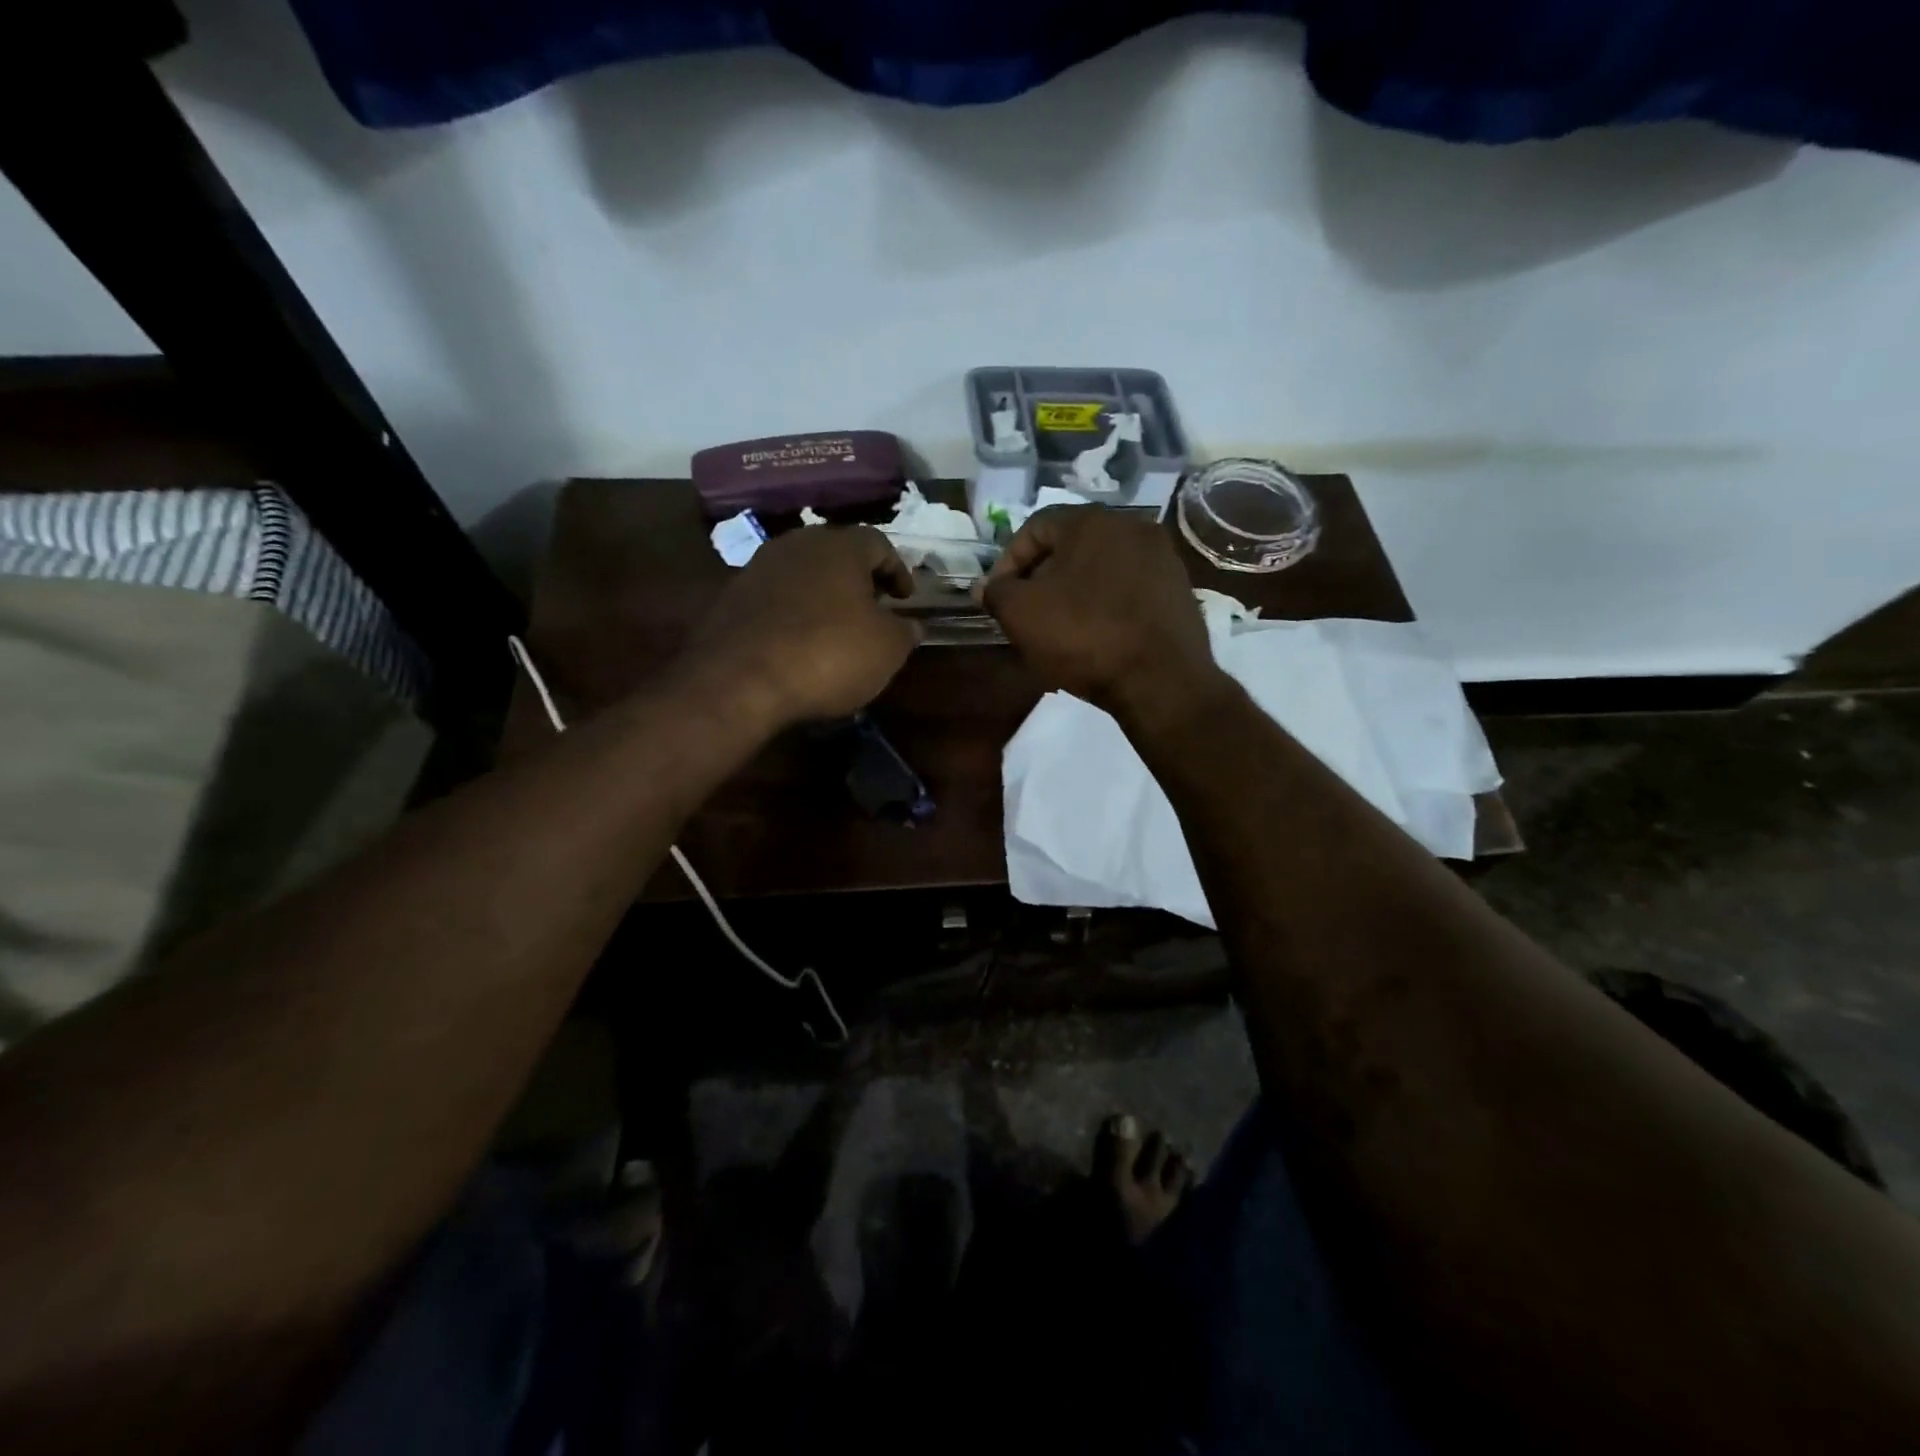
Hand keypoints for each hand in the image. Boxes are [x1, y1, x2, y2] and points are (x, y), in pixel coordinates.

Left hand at [690, 525, 919, 726]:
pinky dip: (795, 614)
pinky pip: (777, 598)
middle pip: (837, 554)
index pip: (879, 544)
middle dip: (859, 580)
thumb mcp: (887, 649)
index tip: (905, 599)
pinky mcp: (733, 598)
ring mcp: (759, 568)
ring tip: (837, 628)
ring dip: (824, 596)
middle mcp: (797, 545)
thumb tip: (910, 625)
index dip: (898, 571)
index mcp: (840, 546)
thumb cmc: (829, 655)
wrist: (740, 680)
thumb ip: (905, 631)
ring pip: (804, 574)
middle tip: (874, 609)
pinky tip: (801, 643)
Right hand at [980, 506, 1217, 718]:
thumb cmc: (1083, 636)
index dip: (1008, 561)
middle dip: (1042, 577)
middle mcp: (1132, 527)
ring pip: (1101, 568)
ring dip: (1075, 592)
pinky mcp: (1179, 590)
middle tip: (1026, 612)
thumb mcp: (1021, 614)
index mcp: (1091, 521)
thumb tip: (987, 587)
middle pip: (1071, 546)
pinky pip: (1129, 589)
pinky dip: (1106, 605)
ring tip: (1060, 628)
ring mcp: (1162, 558)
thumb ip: (997, 593)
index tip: (998, 597)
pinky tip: (1097, 636)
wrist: (1161, 680)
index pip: (1034, 527)